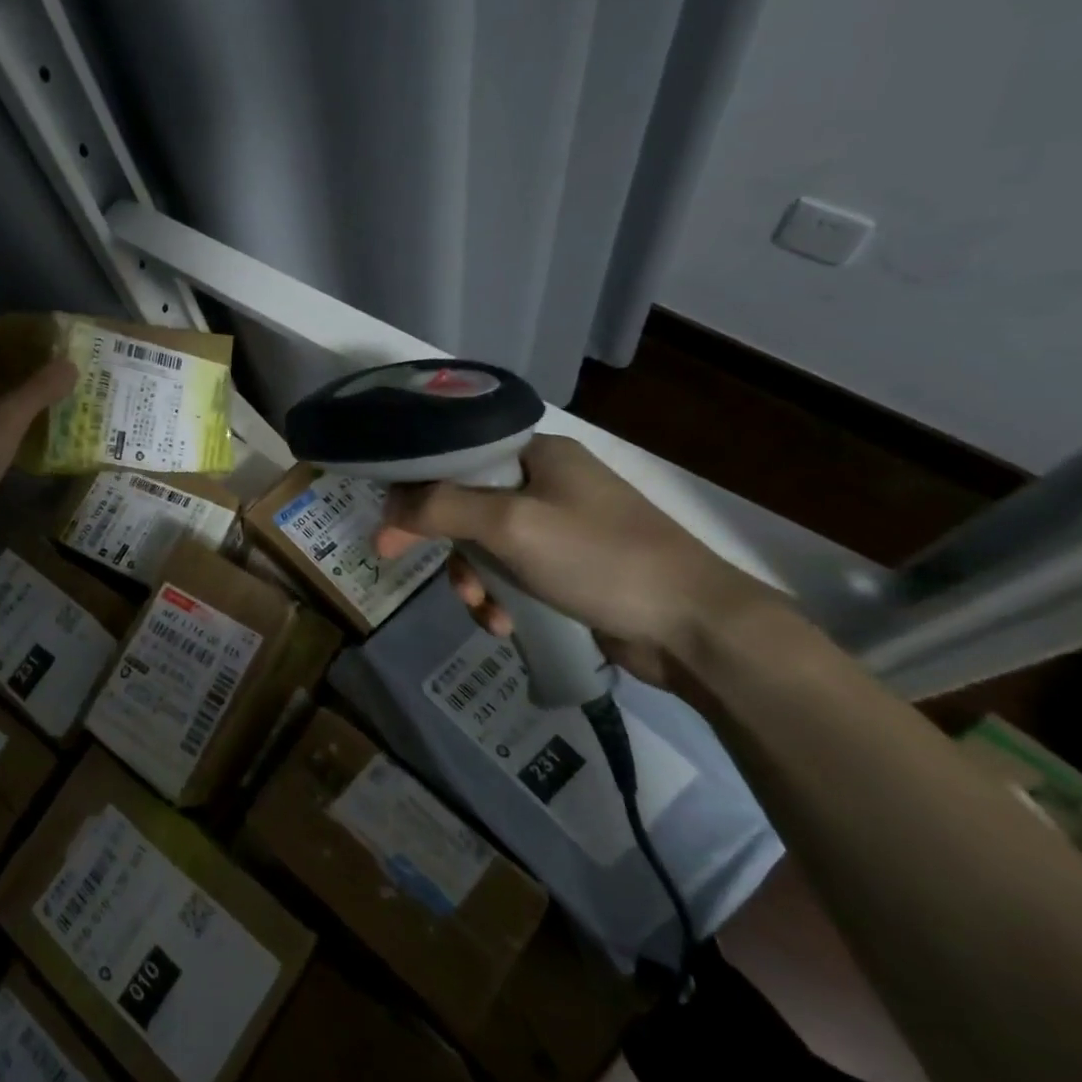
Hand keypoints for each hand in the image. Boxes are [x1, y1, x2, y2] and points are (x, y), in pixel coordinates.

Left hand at [0, 319, 75, 554]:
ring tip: (43, 388)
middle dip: (8, 361)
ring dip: (6, 392)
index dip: (1, 331)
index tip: (33, 329)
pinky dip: (1, 420)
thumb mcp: (4, 420)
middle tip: (46, 359)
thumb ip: (38, 390)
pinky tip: (27, 428)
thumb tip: (70, 365)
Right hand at [374, 435, 779, 684]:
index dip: (415, 490)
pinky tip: (505, 625)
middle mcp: (546, 483)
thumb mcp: (512, 526)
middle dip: (445, 544)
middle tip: (402, 563)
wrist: (694, 627)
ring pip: (484, 546)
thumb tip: (389, 508)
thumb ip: (442, 508)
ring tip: (483, 611)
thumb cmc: (600, 559)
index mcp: (537, 455)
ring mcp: (559, 527)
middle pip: (464, 504)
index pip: (455, 458)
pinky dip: (500, 599)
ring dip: (472, 580)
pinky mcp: (568, 568)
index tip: (388, 529)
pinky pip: (511, 575)